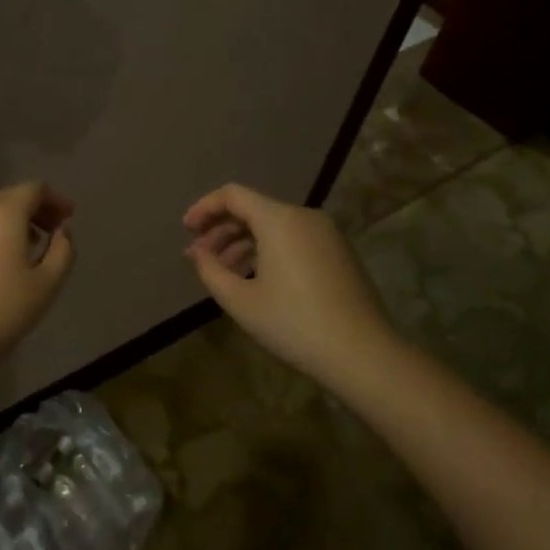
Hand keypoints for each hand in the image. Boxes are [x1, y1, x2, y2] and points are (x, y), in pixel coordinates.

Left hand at [0, 181, 75, 371]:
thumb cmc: (3, 310)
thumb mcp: (48, 283)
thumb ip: (63, 250)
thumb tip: (62, 232)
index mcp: (4, 214)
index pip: (34, 189)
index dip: (56, 199)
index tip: (69, 217)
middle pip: (10, 197)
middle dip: (36, 208)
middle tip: (54, 231)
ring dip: (14, 221)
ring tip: (29, 247)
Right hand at [183, 183, 397, 383]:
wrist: (363, 354)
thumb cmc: (293, 324)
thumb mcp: (240, 301)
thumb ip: (210, 270)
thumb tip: (197, 252)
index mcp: (279, 220)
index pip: (233, 195)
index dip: (204, 208)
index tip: (186, 230)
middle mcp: (304, 216)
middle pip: (253, 209)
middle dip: (221, 229)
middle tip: (200, 256)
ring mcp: (326, 234)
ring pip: (274, 226)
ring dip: (243, 243)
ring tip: (224, 272)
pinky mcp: (339, 253)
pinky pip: (294, 239)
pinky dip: (268, 250)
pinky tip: (256, 278)